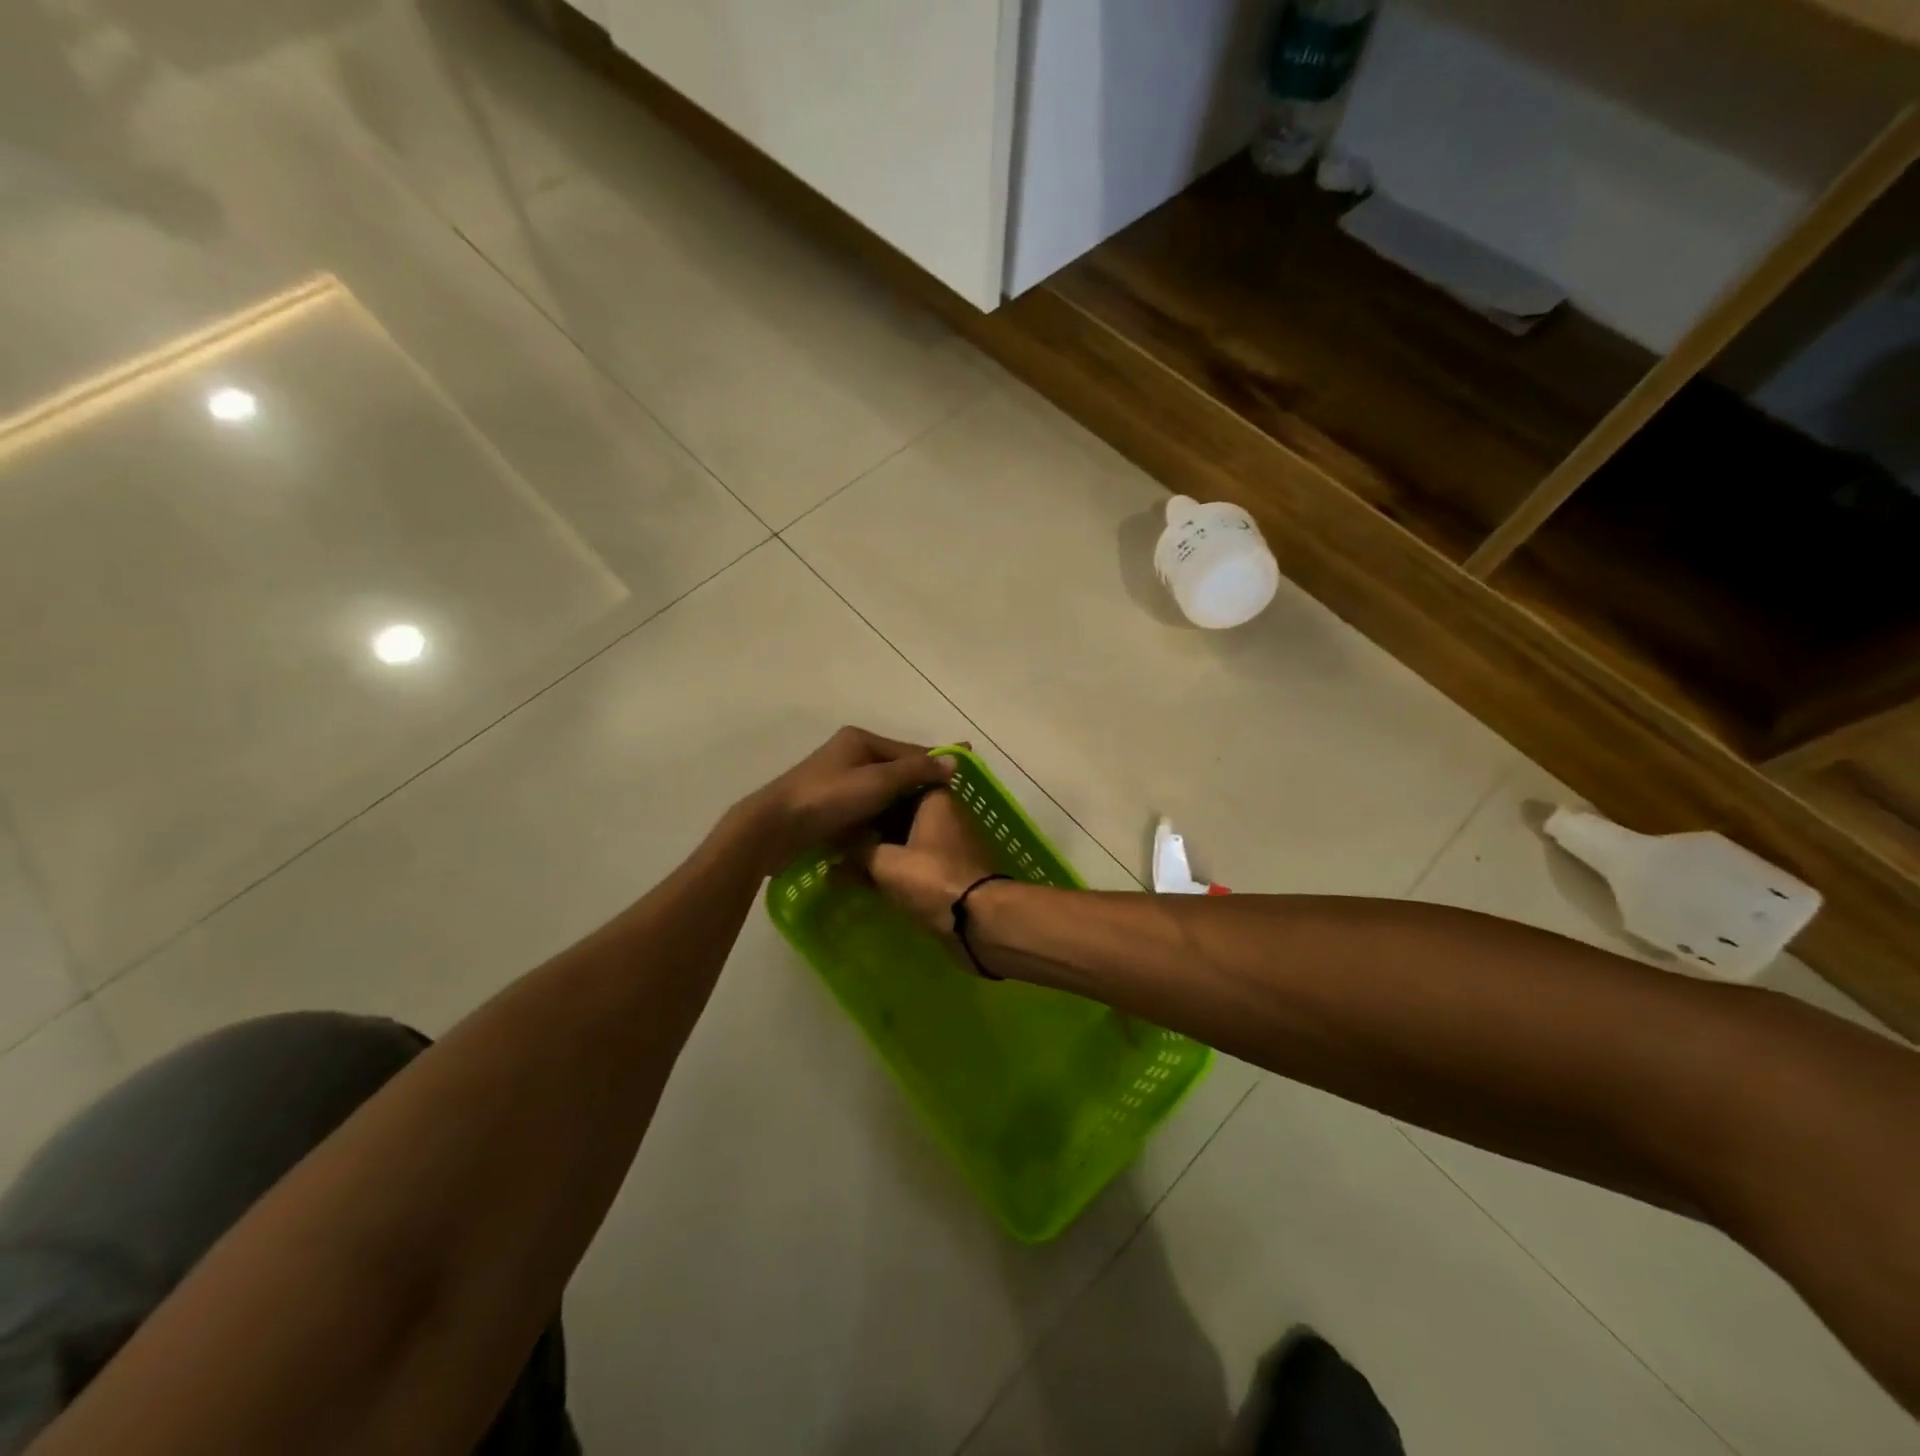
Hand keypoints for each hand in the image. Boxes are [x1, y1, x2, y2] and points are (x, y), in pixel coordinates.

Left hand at [736, 727, 952, 871]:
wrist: (774, 828)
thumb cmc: (828, 798)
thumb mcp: (878, 781)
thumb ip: (916, 770)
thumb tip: (955, 760)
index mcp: (860, 740)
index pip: (910, 751)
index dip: (938, 761)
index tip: (966, 771)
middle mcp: (850, 755)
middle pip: (897, 771)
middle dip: (921, 787)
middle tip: (950, 805)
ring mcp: (839, 781)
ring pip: (882, 793)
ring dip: (902, 807)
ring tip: (929, 824)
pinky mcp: (830, 806)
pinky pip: (867, 809)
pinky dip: (882, 819)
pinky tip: (898, 835)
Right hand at [853, 788, 999, 932]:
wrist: (979, 919)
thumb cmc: (932, 878)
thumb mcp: (884, 863)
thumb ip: (858, 854)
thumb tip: (834, 861)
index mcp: (935, 797)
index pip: (896, 786)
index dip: (868, 799)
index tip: (843, 812)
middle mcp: (948, 813)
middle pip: (903, 815)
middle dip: (874, 830)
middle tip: (841, 842)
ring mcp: (955, 843)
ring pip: (911, 840)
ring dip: (886, 852)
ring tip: (853, 864)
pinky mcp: (957, 869)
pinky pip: (922, 862)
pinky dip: (901, 869)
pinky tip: (876, 881)